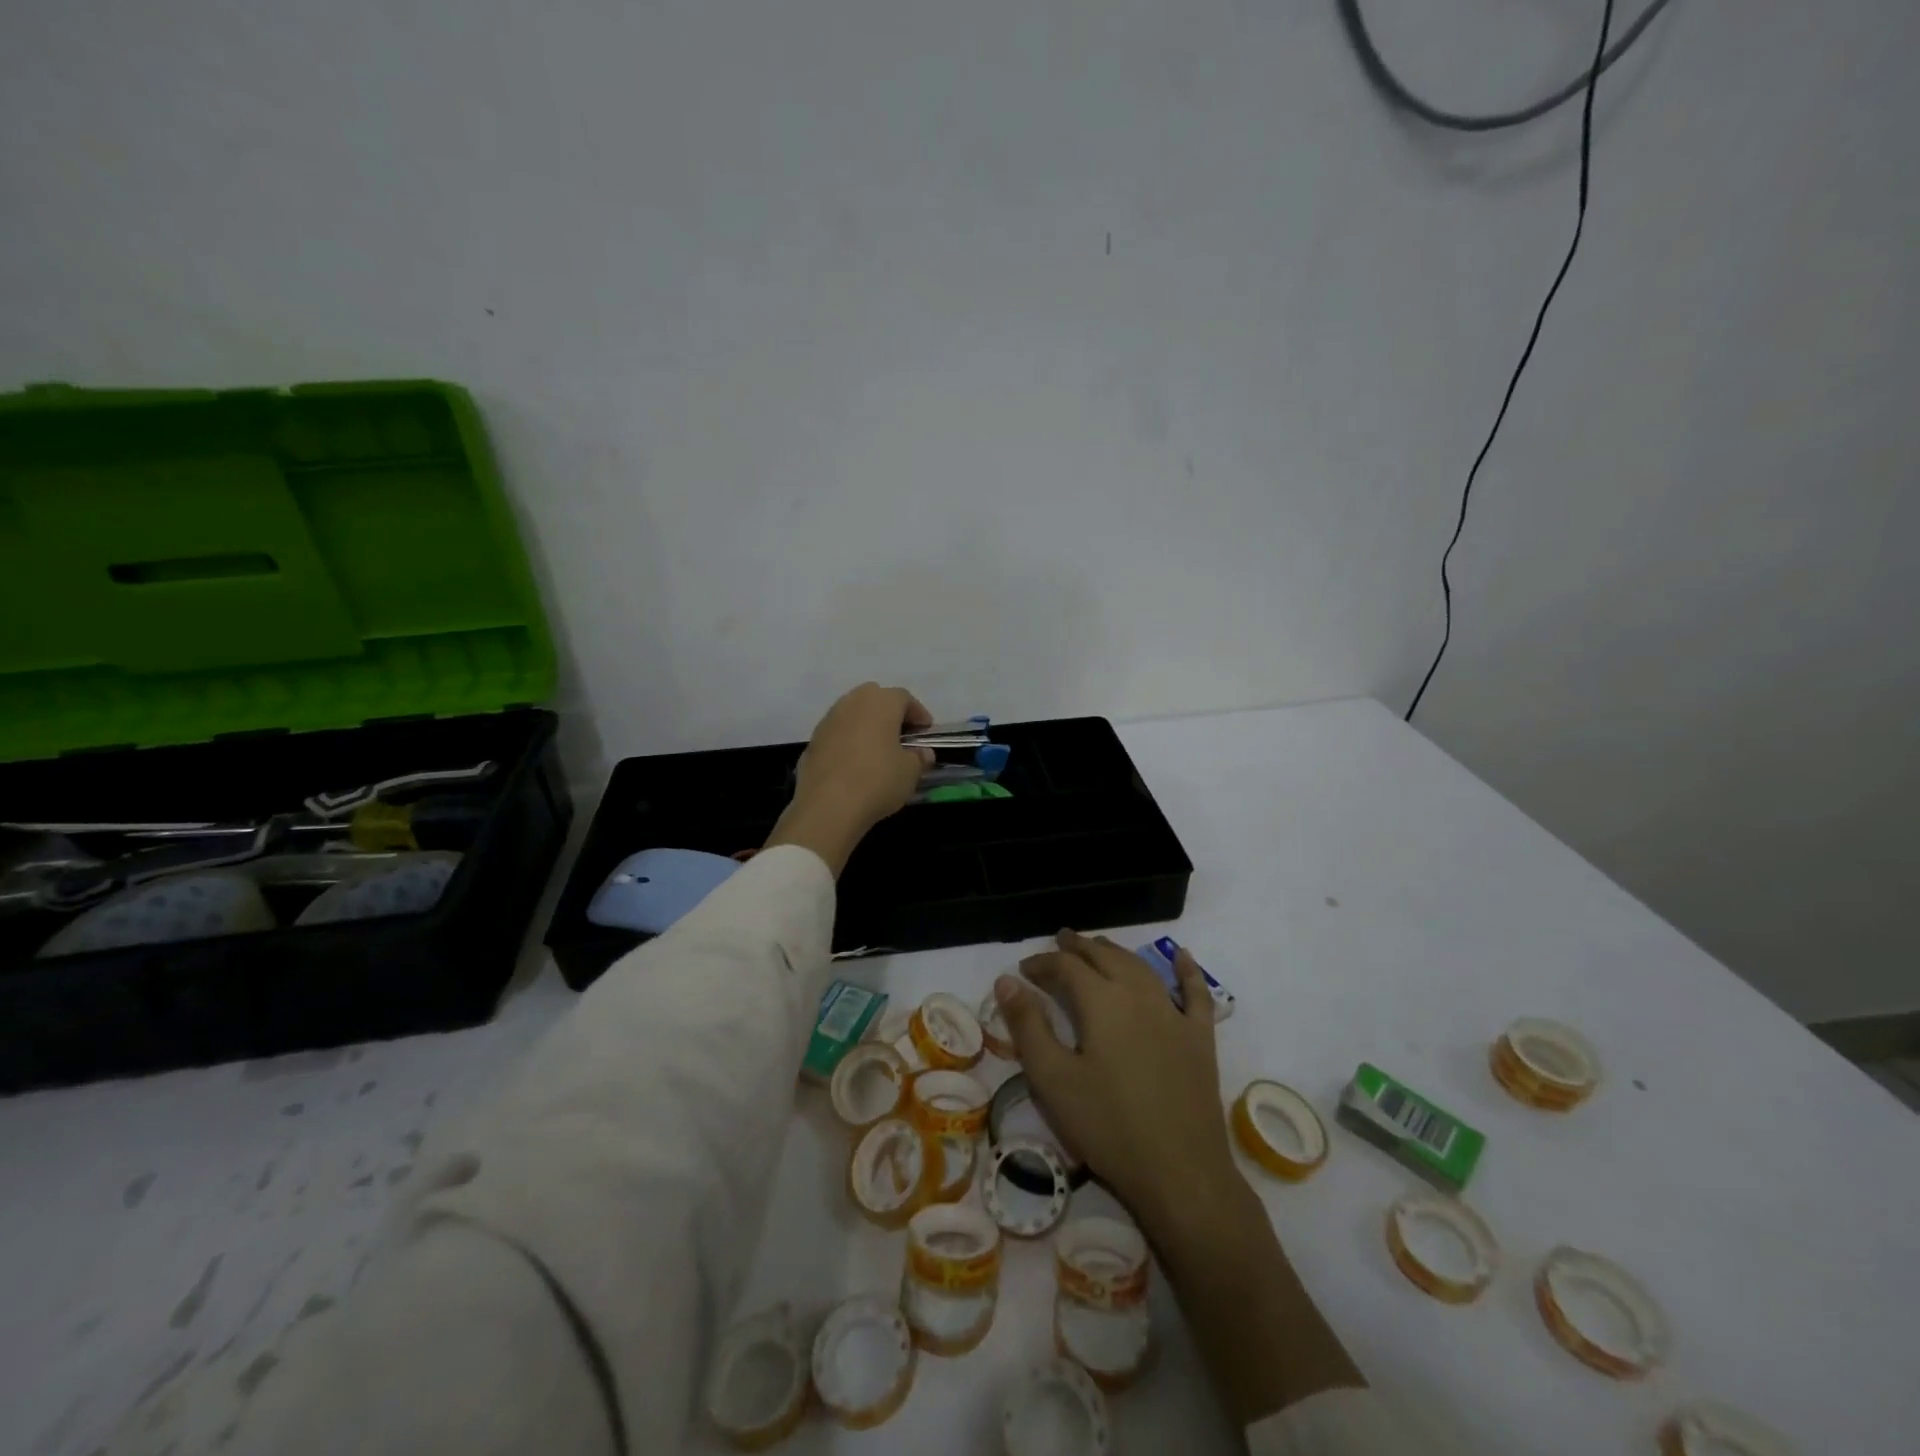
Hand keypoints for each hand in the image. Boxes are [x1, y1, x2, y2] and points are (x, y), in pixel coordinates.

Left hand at [763, 684, 932, 874]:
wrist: (827, 806)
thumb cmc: (877, 780)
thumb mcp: (910, 772)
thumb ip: (919, 757)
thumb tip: (922, 753)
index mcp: (880, 702)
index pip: (904, 698)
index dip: (918, 714)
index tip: (926, 733)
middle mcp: (852, 702)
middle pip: (875, 699)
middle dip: (890, 714)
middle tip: (902, 736)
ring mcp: (828, 721)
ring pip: (853, 715)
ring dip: (867, 727)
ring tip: (878, 751)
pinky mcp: (812, 742)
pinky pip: (838, 734)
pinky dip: (849, 742)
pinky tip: (855, 764)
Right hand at [995, 932, 1237, 1236]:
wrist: (1181, 1173)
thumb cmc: (1108, 1127)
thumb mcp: (1053, 1079)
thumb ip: (1028, 1026)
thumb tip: (1006, 980)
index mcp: (1101, 1002)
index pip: (1066, 967)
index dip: (1042, 963)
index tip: (1023, 969)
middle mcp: (1138, 995)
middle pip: (1105, 957)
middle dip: (1079, 948)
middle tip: (1060, 942)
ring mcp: (1174, 1014)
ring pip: (1141, 968)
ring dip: (1116, 952)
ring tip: (1099, 946)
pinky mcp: (1200, 1038)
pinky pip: (1196, 993)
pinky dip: (1188, 971)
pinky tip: (1184, 957)